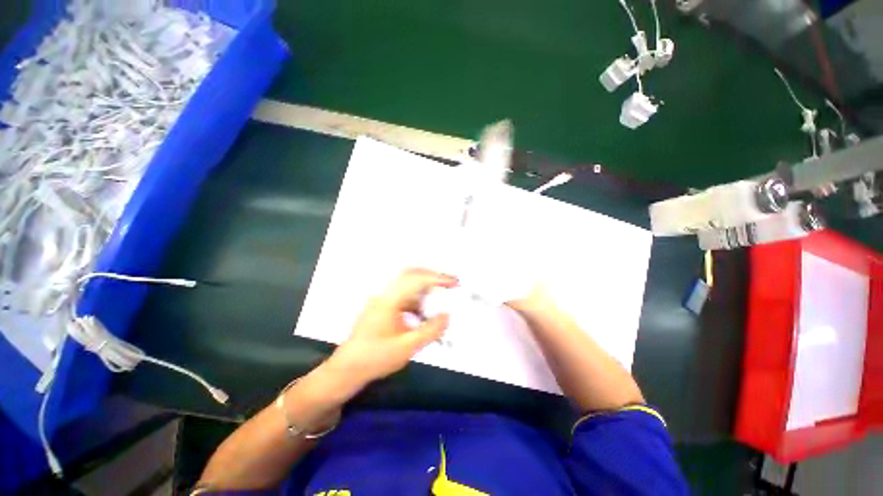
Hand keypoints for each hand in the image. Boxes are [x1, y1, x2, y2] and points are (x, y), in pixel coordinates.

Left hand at [325, 268, 457, 390]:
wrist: (347, 370)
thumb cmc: (374, 359)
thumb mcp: (406, 348)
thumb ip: (430, 331)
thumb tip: (447, 315)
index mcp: (389, 300)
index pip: (416, 280)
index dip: (437, 278)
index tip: (454, 283)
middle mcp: (385, 295)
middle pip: (411, 275)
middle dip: (433, 277)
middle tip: (451, 284)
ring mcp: (383, 300)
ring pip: (408, 286)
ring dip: (426, 289)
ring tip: (441, 299)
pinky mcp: (384, 308)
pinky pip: (405, 297)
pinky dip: (418, 301)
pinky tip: (424, 315)